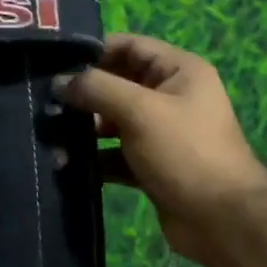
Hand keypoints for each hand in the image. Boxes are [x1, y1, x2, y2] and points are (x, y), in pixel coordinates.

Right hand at [56, 34, 266, 262]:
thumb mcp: (140, 111)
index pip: (130, 46)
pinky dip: (95, 159)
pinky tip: (67, 165)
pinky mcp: (152, 167)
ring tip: (51, 137)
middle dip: (84, 94)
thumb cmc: (185, 152)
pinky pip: (116, 155)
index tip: (54, 63)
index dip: (94, 51)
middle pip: (118, 85)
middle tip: (45, 104)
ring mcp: (162, 134)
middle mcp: (172, 97)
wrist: (221, 219)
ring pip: (114, 123)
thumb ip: (97, 90)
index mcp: (180, 71)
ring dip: (85, 130)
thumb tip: (59, 83)